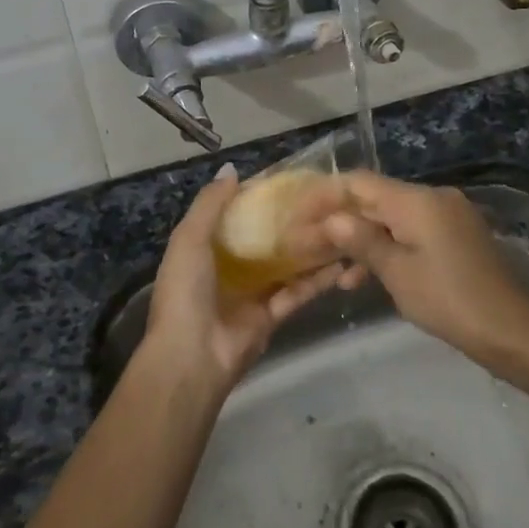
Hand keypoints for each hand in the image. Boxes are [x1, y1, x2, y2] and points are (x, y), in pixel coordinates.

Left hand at [143, 164, 338, 393]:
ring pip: (285, 264)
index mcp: (204, 248)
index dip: (258, 196)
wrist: (192, 357)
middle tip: (323, 199)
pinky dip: (317, 279)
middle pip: (264, 238)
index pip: (235, 214)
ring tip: (340, 224)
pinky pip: (297, 293)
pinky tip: (343, 261)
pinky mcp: (272, 316)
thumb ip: (210, 205)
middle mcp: (229, 267)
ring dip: (309, 247)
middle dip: (289, 221)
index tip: (289, 178)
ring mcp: (252, 293)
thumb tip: (232, 169)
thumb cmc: (186, 291)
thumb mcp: (189, 240)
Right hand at [288, 173, 528, 363]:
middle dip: (338, 220)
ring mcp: (445, 216)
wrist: (511, 330)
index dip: (324, 196)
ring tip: (325, 265)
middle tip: (304, 243)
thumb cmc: (449, 300)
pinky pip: (409, 233)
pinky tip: (359, 277)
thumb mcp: (398, 273)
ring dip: (359, 238)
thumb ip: (362, 241)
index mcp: (417, 200)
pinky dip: (385, 248)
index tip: (296, 215)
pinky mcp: (453, 237)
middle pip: (373, 199)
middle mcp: (432, 198)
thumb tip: (332, 219)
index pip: (359, 183)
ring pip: (389, 218)